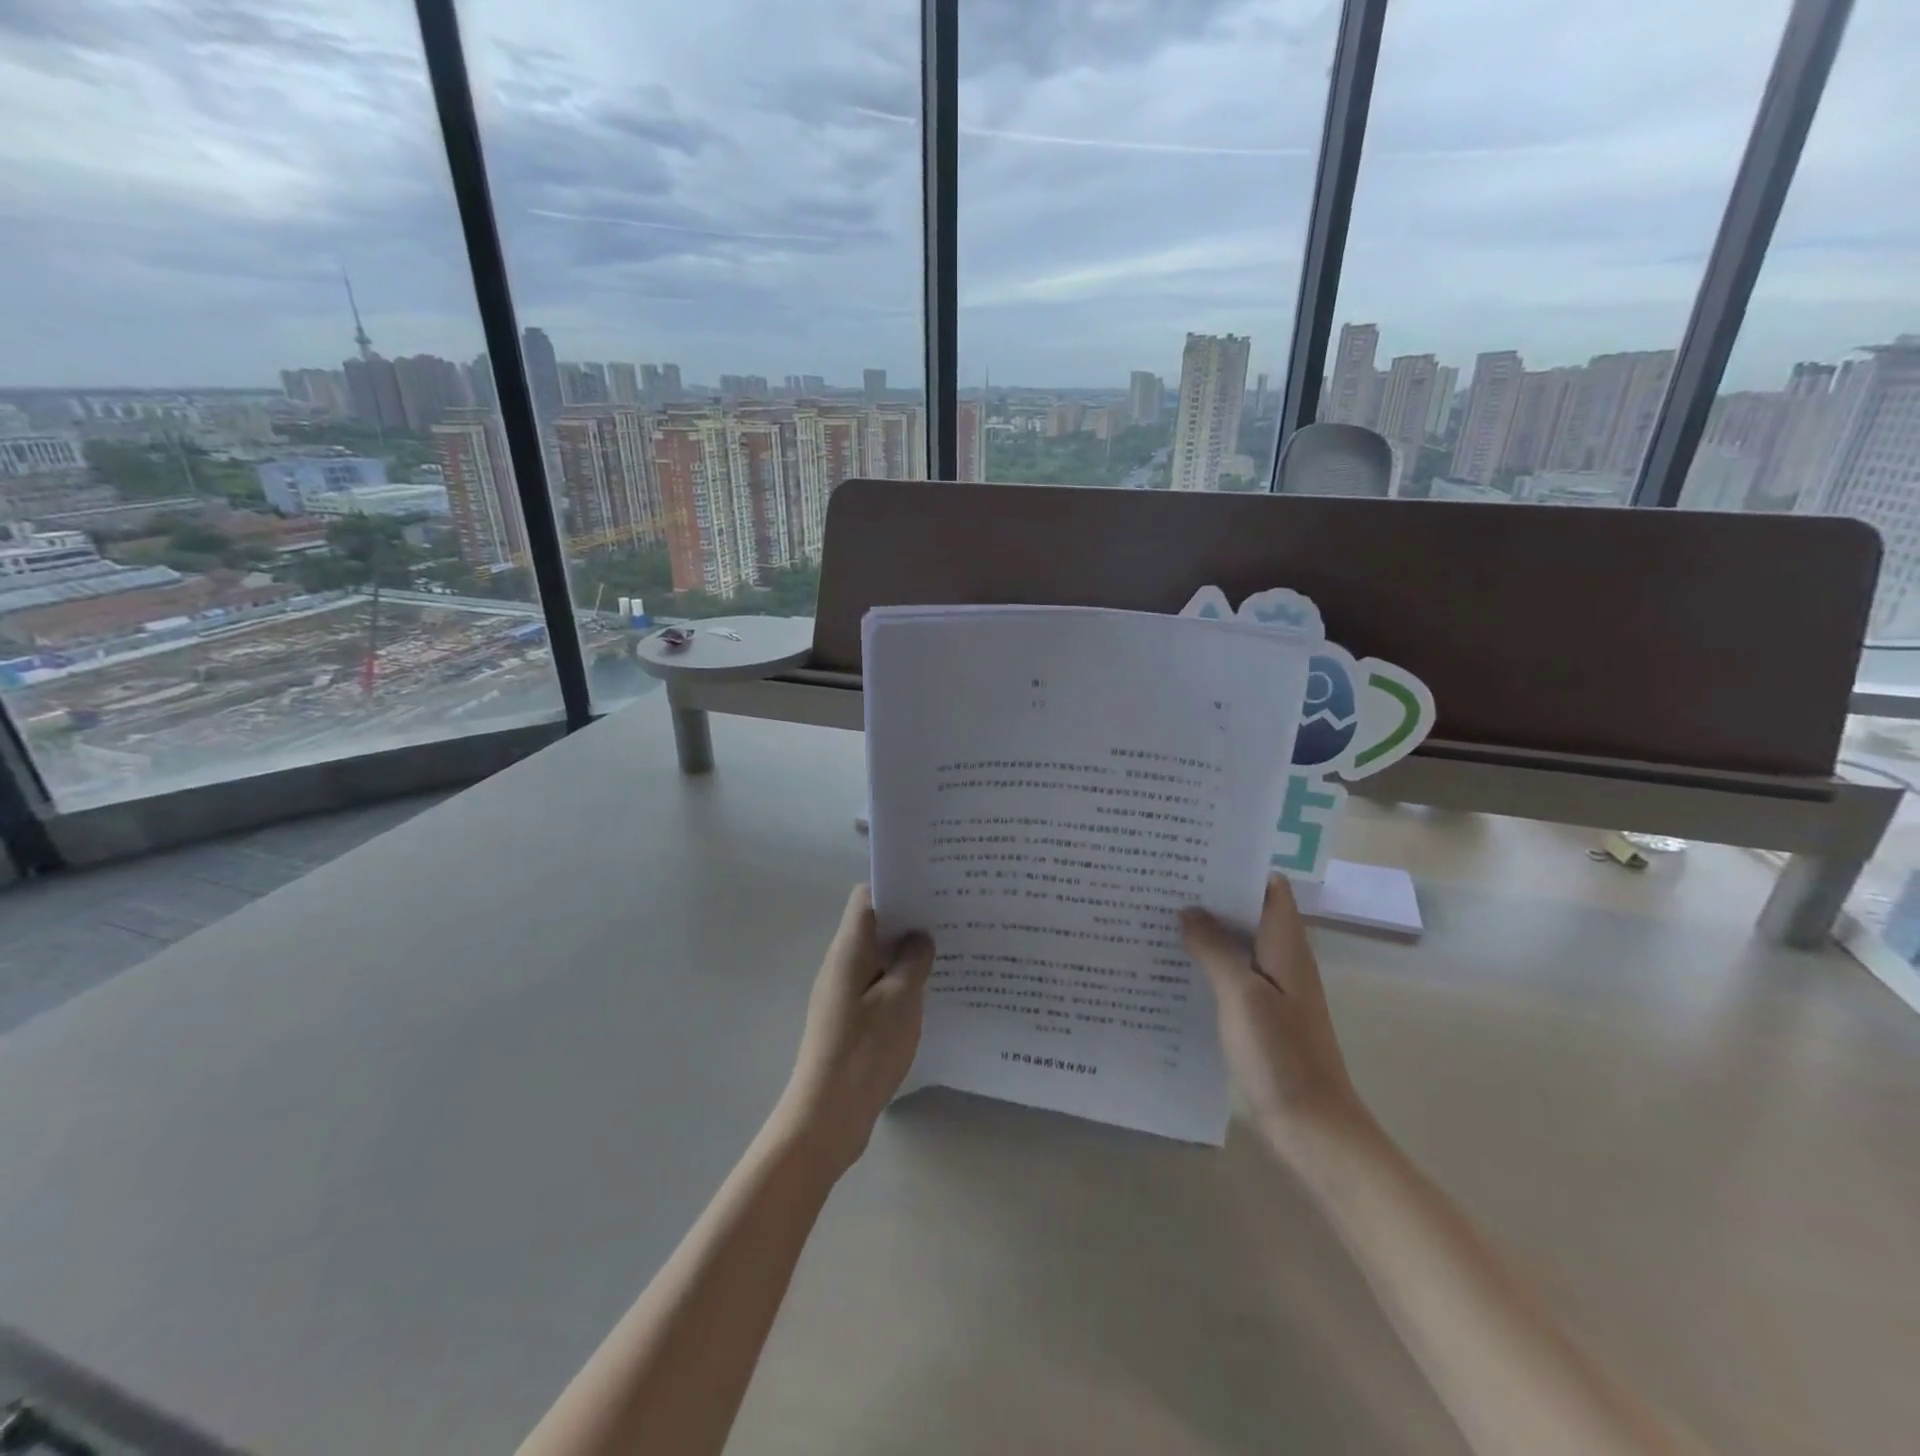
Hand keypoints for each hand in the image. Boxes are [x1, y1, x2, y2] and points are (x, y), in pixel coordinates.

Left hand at [773, 885, 934, 1178]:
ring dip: (908, 953)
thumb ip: (913, 961)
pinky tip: (930, 992)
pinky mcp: (850, 1019)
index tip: (932, 888)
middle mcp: (841, 963)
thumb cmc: (864, 1051)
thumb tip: (919, 936)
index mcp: (849, 949)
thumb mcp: (901, 1000)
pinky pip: (878, 985)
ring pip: (878, 957)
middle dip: (910, 919)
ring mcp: (843, 992)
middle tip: (952, 919)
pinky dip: (901, 981)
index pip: (867, 897)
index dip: (897, 886)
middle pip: (875, 925)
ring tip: (950, 952)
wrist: (826, 1117)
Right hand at [1181, 875, 1370, 1165]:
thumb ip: (1215, 949)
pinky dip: (1209, 961)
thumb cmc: (1281, 1056)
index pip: (1268, 887)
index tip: (1193, 857)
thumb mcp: (1241, 995)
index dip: (1236, 867)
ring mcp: (1275, 988)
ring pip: (1239, 942)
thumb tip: (1189, 911)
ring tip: (1160, 915)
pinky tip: (1176, 965)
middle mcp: (1284, 959)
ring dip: (1207, 929)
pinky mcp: (1263, 1013)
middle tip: (1163, 883)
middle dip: (1212, 895)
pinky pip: (1234, 972)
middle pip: (1250, 911)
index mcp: (1287, 945)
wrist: (1314, 1128)